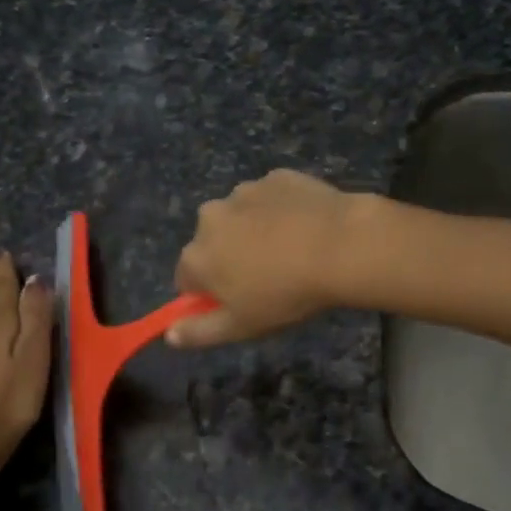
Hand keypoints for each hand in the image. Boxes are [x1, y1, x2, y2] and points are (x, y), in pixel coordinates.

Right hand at [168, 170, 368, 347]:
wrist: (341, 246)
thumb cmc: (286, 294)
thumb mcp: (241, 327)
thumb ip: (199, 332)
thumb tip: (169, 334)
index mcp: (196, 255)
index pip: (186, 279)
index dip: (210, 294)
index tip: (238, 302)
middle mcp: (210, 216)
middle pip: (212, 243)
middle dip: (230, 257)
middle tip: (269, 277)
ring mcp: (244, 191)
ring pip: (241, 217)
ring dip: (254, 230)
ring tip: (292, 251)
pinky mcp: (276, 176)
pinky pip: (271, 198)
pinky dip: (281, 210)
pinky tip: (306, 227)